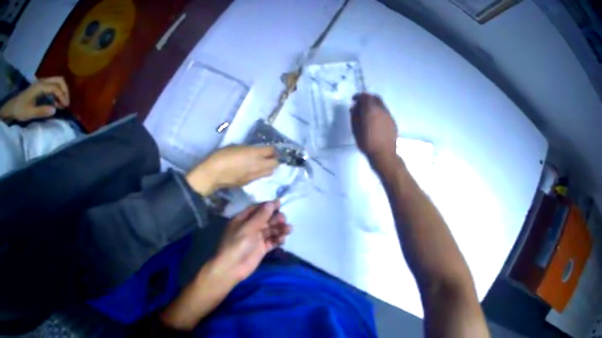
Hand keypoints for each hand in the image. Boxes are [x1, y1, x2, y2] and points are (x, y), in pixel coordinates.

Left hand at [0, 77, 69, 121]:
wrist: (14, 106)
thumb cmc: (21, 110)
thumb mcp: (30, 113)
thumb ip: (42, 111)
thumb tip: (55, 110)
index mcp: (41, 87)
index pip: (55, 88)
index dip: (62, 96)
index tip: (66, 106)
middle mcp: (43, 81)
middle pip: (58, 80)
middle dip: (64, 90)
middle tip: (66, 102)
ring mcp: (41, 83)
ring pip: (56, 81)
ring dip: (61, 90)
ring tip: (61, 103)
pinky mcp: (40, 87)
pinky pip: (51, 85)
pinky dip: (56, 92)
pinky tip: (54, 101)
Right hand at [186, 146, 277, 195]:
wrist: (213, 174)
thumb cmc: (221, 156)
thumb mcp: (235, 147)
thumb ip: (247, 149)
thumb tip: (253, 151)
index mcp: (254, 153)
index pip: (271, 150)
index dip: (272, 149)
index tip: (268, 148)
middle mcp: (258, 165)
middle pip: (275, 163)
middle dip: (274, 159)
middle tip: (268, 156)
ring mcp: (254, 175)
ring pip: (270, 172)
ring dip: (268, 167)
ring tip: (262, 164)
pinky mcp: (249, 182)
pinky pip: (259, 177)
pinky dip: (259, 173)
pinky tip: (252, 170)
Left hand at [216, 201, 290, 282]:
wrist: (232, 267)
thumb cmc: (237, 244)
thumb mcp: (248, 227)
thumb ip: (261, 216)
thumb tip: (272, 203)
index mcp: (242, 219)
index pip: (256, 208)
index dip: (268, 205)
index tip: (280, 203)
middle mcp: (250, 227)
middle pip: (265, 219)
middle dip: (275, 218)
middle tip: (284, 219)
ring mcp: (256, 239)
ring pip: (270, 230)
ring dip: (279, 229)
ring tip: (288, 230)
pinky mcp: (261, 249)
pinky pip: (272, 241)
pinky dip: (278, 239)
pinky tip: (283, 239)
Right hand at [350, 93, 397, 165]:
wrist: (384, 154)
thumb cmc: (367, 143)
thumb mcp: (355, 130)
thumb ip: (354, 116)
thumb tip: (354, 108)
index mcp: (370, 110)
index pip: (365, 96)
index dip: (358, 96)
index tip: (354, 100)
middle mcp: (381, 109)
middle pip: (375, 98)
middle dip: (367, 99)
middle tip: (361, 105)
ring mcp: (388, 115)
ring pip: (381, 104)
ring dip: (374, 105)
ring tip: (368, 113)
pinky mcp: (393, 122)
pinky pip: (385, 112)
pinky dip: (379, 112)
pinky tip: (376, 121)